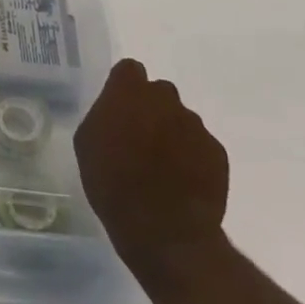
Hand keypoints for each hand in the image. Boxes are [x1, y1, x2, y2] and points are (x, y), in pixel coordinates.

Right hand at [74, 59, 228, 274]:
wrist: (165, 233)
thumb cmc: (113, 185)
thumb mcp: (87, 144)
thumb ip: (103, 116)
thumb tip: (117, 113)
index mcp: (129, 91)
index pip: (129, 70)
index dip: (124, 88)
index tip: (119, 110)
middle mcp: (165, 99)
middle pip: (158, 93)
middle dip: (151, 110)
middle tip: (141, 140)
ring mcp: (195, 125)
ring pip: (181, 120)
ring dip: (172, 134)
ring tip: (164, 169)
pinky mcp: (217, 152)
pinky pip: (201, 146)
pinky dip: (193, 158)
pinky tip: (183, 184)